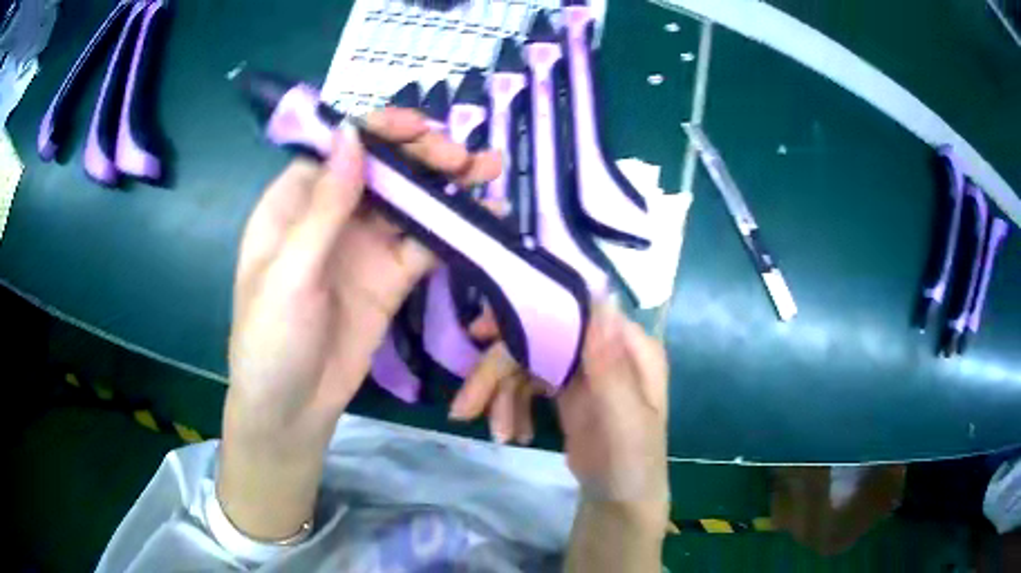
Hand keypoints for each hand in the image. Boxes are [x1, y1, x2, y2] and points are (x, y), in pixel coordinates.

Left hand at [220, 109, 499, 538]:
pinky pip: (425, 243)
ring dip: (446, 184)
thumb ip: (324, 207)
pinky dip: (455, 228)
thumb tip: (352, 134)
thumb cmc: (271, 339)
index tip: (418, 129)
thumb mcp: (288, 273)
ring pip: (409, 201)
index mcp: (294, 203)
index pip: (339, 150)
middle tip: (461, 157)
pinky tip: (486, 216)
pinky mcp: (391, 276)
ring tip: (486, 170)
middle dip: (421, 155)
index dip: (378, 132)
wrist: (293, 410)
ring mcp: (364, 245)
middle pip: (381, 169)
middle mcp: (331, 215)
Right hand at [450, 302, 669, 504]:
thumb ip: (612, 367)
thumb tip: (602, 297)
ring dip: (501, 396)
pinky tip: (513, 434)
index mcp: (628, 346)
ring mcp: (581, 370)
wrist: (619, 503)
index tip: (480, 332)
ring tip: (498, 434)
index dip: (526, 315)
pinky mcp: (563, 391)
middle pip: (539, 338)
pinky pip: (525, 385)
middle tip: (464, 406)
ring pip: (526, 363)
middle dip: (498, 371)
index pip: (573, 312)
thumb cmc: (633, 464)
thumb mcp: (625, 421)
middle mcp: (603, 348)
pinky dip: (512, 407)